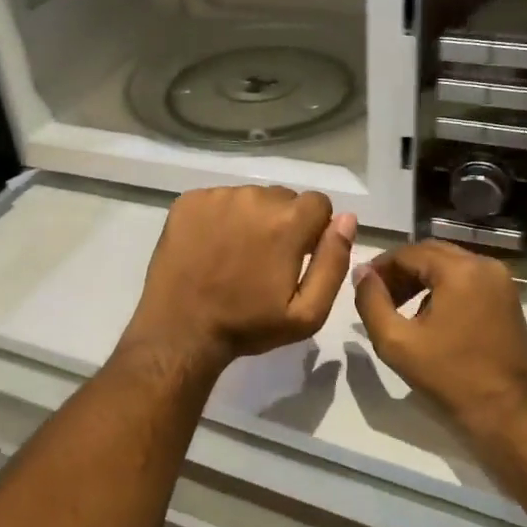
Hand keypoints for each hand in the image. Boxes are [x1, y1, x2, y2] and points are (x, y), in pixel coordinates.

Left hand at [121, 186, 356, 375]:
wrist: (180, 331)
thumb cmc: (248, 325)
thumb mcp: (307, 313)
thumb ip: (333, 262)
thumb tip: (347, 220)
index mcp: (288, 222)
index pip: (319, 203)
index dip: (313, 230)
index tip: (297, 257)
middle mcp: (254, 197)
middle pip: (284, 198)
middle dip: (282, 223)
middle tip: (263, 260)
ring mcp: (217, 196)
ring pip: (250, 197)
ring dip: (250, 219)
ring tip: (233, 255)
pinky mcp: (188, 201)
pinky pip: (218, 199)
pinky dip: (220, 217)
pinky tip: (210, 247)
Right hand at [353, 241, 526, 449]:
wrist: (507, 415)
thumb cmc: (449, 378)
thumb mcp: (396, 342)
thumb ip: (371, 302)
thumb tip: (361, 273)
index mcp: (460, 270)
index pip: (408, 252)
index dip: (380, 266)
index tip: (361, 286)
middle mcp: (485, 265)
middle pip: (430, 254)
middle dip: (400, 271)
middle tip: (377, 296)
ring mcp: (501, 282)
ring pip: (449, 266)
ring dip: (421, 279)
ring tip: (398, 307)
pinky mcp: (508, 299)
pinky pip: (467, 280)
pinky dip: (443, 289)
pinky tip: (427, 316)